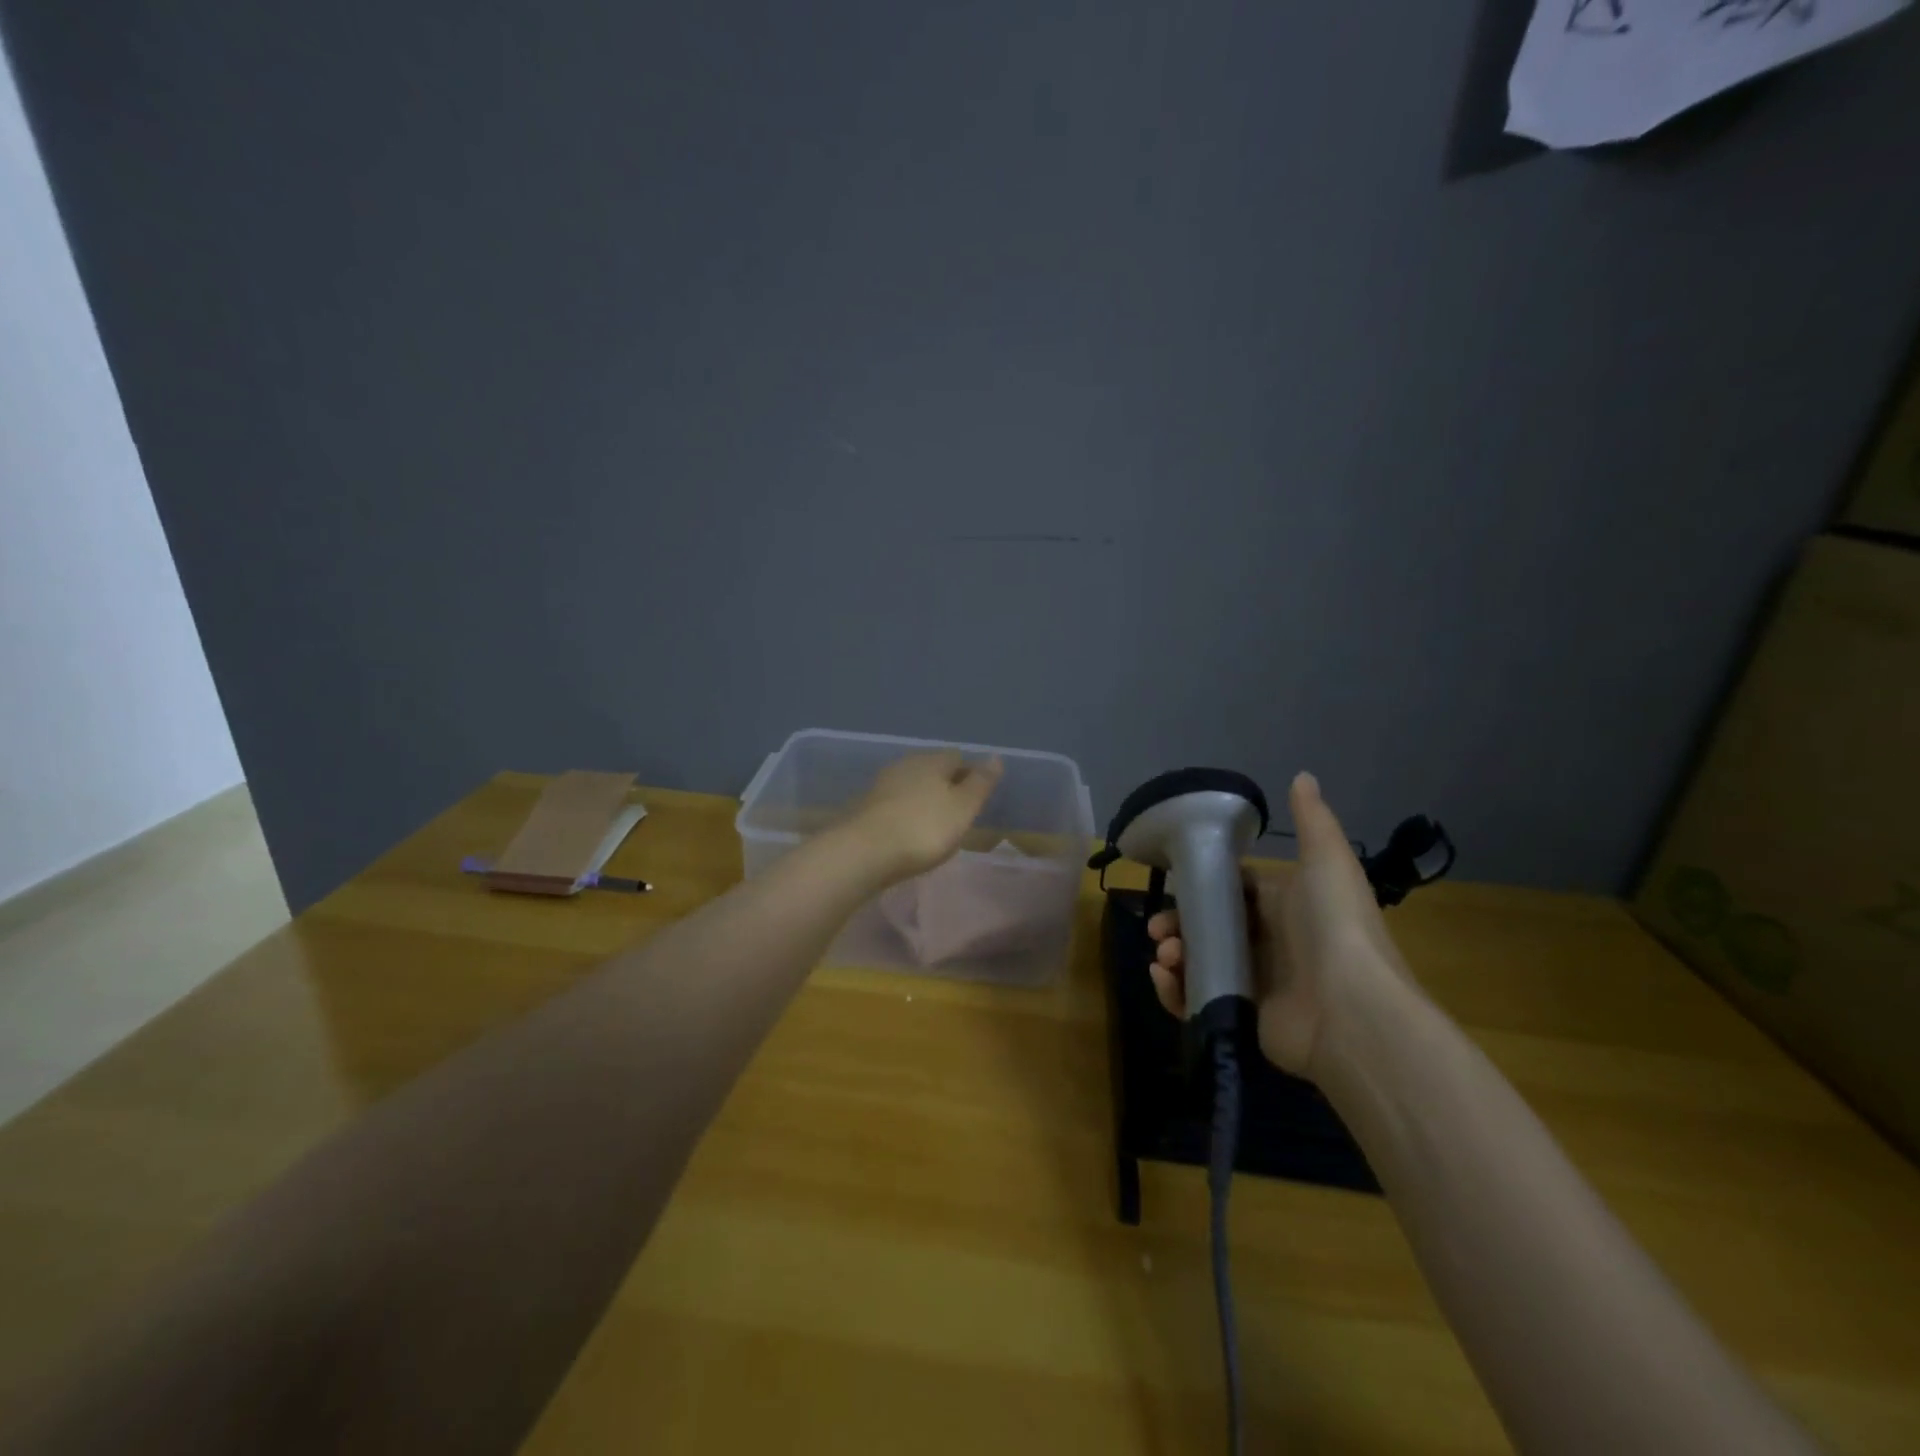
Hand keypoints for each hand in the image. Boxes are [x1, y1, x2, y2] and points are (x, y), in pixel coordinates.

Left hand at [840, 751, 1003, 886]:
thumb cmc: (924, 828)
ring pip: (911, 785)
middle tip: (957, 813)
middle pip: (932, 769)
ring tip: (935, 825)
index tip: (977, 798)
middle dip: (945, 785)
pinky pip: (894, 804)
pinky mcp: (866, 807)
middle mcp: (906, 764)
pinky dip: (905, 813)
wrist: (864, 851)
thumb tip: (995, 756)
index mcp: (932, 760)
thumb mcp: (963, 807)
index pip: (957, 757)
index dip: (970, 774)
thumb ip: (980, 783)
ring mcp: (882, 784)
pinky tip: (908, 832)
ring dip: (923, 799)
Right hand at [1146, 772, 1413, 1077]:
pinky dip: (1174, 990)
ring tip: (1166, 955)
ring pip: (1198, 960)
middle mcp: (1269, 940)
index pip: (1232, 890)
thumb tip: (1302, 775)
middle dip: (1177, 924)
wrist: (1352, 1012)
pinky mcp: (1243, 1015)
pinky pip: (1198, 999)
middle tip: (1158, 930)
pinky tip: (1165, 978)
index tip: (1172, 886)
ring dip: (1173, 954)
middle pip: (1208, 926)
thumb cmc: (1334, 927)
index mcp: (1284, 904)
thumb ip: (1312, 820)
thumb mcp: (1327, 862)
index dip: (1200, 886)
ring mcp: (1255, 980)